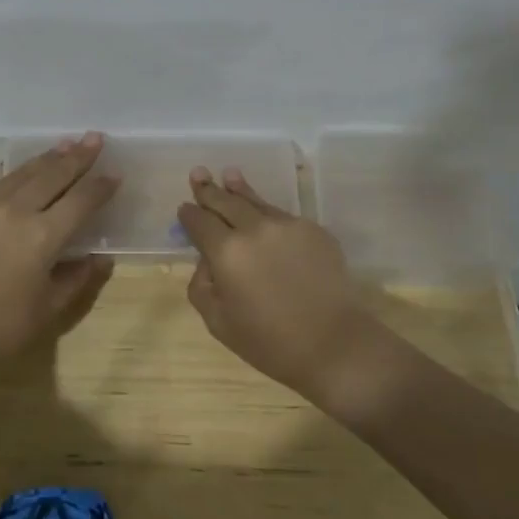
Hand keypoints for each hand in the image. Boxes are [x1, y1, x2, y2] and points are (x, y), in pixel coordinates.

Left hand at [0, 133, 118, 360]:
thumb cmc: (4, 326)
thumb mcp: (51, 307)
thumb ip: (78, 278)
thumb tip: (99, 258)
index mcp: (42, 236)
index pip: (80, 201)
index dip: (100, 186)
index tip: (114, 173)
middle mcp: (14, 213)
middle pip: (52, 176)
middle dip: (77, 157)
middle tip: (95, 138)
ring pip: (21, 175)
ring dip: (46, 159)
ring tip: (65, 144)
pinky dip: (16, 180)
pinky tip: (24, 177)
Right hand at [177, 168, 369, 400]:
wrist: (335, 345)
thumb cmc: (269, 342)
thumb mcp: (218, 321)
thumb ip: (202, 285)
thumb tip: (207, 260)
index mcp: (226, 252)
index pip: (199, 222)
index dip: (189, 214)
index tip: (184, 208)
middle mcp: (255, 229)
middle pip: (226, 202)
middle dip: (209, 190)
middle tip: (199, 173)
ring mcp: (288, 225)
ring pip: (256, 201)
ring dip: (239, 188)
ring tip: (229, 174)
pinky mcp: (314, 230)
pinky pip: (282, 216)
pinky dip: (267, 213)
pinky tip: (263, 214)